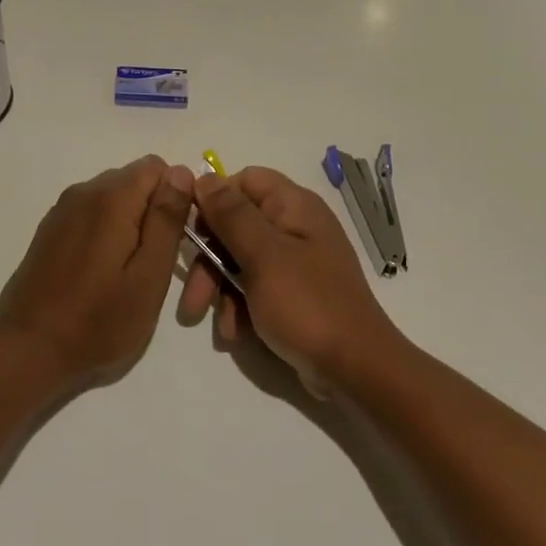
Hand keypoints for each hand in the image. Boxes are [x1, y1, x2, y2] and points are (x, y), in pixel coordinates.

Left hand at [0, 157, 196, 385]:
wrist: (29, 349)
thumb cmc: (98, 320)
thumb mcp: (149, 276)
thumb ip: (167, 220)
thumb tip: (181, 172)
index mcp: (112, 198)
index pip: (158, 167)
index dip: (176, 198)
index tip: (174, 240)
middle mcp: (84, 192)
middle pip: (134, 180)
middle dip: (153, 211)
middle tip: (153, 263)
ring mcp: (63, 210)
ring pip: (113, 197)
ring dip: (129, 223)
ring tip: (127, 272)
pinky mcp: (50, 229)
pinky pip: (91, 214)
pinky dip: (106, 232)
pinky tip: (100, 272)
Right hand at [177, 167, 403, 394]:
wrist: (353, 369)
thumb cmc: (306, 305)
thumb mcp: (263, 257)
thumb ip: (232, 215)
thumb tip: (204, 177)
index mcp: (294, 206)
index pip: (245, 180)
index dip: (215, 200)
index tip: (192, 230)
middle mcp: (295, 227)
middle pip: (237, 224)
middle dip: (209, 258)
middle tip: (193, 294)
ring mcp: (295, 261)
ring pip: (240, 259)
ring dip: (220, 288)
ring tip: (211, 320)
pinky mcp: (293, 293)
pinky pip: (255, 287)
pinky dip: (240, 306)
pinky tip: (235, 332)